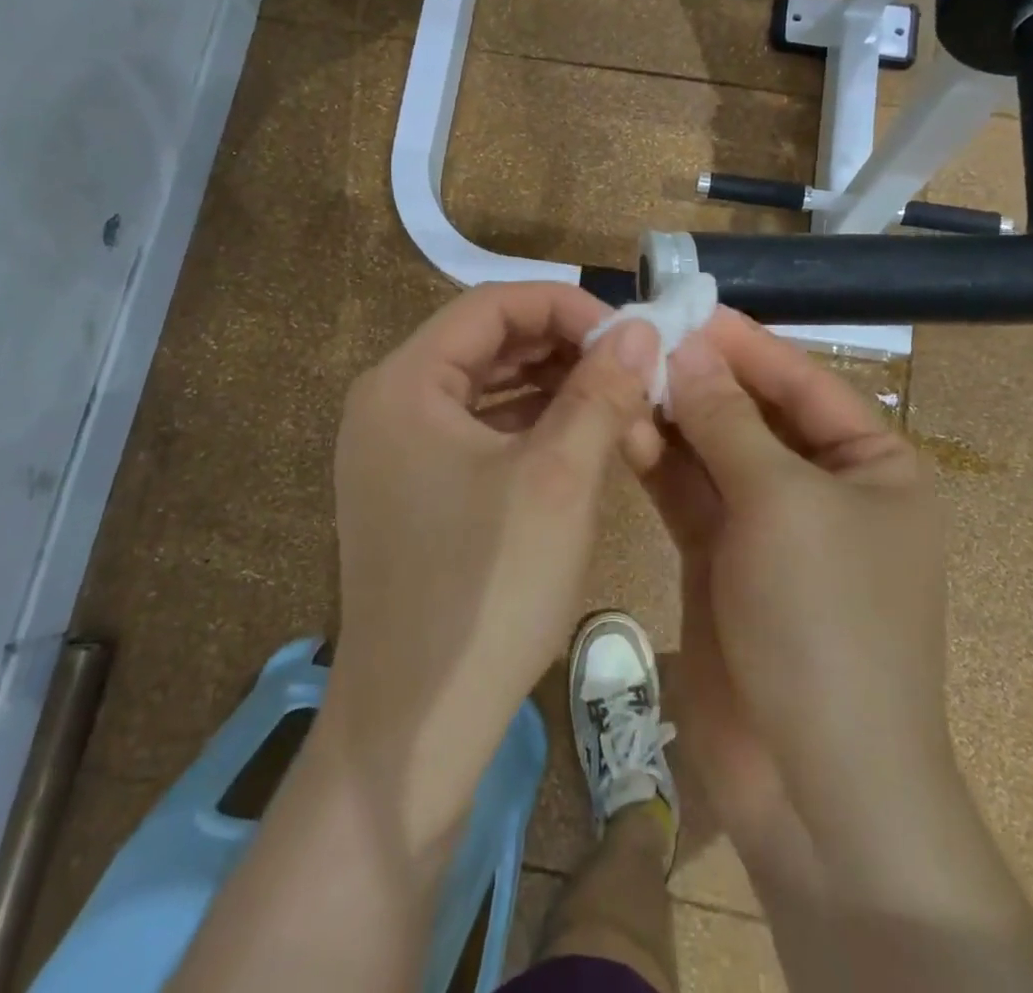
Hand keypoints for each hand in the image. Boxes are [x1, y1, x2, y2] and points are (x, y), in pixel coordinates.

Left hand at [322, 282, 660, 846]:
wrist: (416, 728)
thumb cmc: (486, 591)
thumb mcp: (559, 479)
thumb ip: (600, 391)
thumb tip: (641, 330)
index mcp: (405, 382)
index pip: (493, 305)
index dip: (567, 307)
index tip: (630, 337)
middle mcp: (390, 403)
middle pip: (490, 342)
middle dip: (568, 350)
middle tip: (636, 371)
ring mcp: (399, 450)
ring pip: (491, 388)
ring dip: (558, 390)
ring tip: (623, 406)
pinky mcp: (417, 489)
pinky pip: (482, 432)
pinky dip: (535, 428)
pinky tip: (587, 441)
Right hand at [631, 310, 952, 903]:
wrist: (816, 787)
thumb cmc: (826, 624)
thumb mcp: (782, 503)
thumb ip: (727, 420)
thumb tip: (686, 349)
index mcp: (872, 465)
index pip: (799, 381)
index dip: (742, 343)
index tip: (680, 307)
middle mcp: (822, 488)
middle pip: (751, 413)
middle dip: (696, 378)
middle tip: (631, 338)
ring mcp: (769, 527)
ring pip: (712, 452)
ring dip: (670, 417)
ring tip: (615, 378)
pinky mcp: (722, 560)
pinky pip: (689, 495)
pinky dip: (658, 463)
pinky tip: (619, 431)